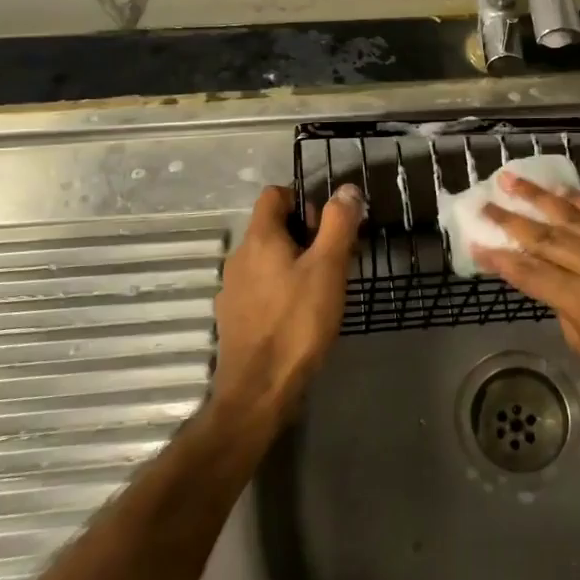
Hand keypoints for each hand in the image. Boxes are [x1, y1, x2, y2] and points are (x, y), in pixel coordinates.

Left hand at [211, 183, 364, 422]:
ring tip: (321, 291)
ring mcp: (232, 289)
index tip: (327, 228)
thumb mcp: (328, 267)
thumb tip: (346, 189)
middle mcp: (239, 257)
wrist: (259, 389)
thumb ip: (338, 223)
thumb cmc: (298, 322)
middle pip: (272, 227)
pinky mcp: (234, 317)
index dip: (303, 201)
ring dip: (294, 264)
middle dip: (305, 235)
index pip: (275, 195)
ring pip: (267, 259)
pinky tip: (300, 316)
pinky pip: (261, 287)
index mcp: (259, 238)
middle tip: (333, 261)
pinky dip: (281, 289)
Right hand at [474, 172, 579, 422]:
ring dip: (543, 199)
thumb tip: (544, 272)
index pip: (536, 274)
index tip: (476, 241)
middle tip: (486, 203)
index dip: (503, 259)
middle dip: (514, 221)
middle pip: (553, 239)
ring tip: (513, 180)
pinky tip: (559, 191)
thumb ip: (563, 305)